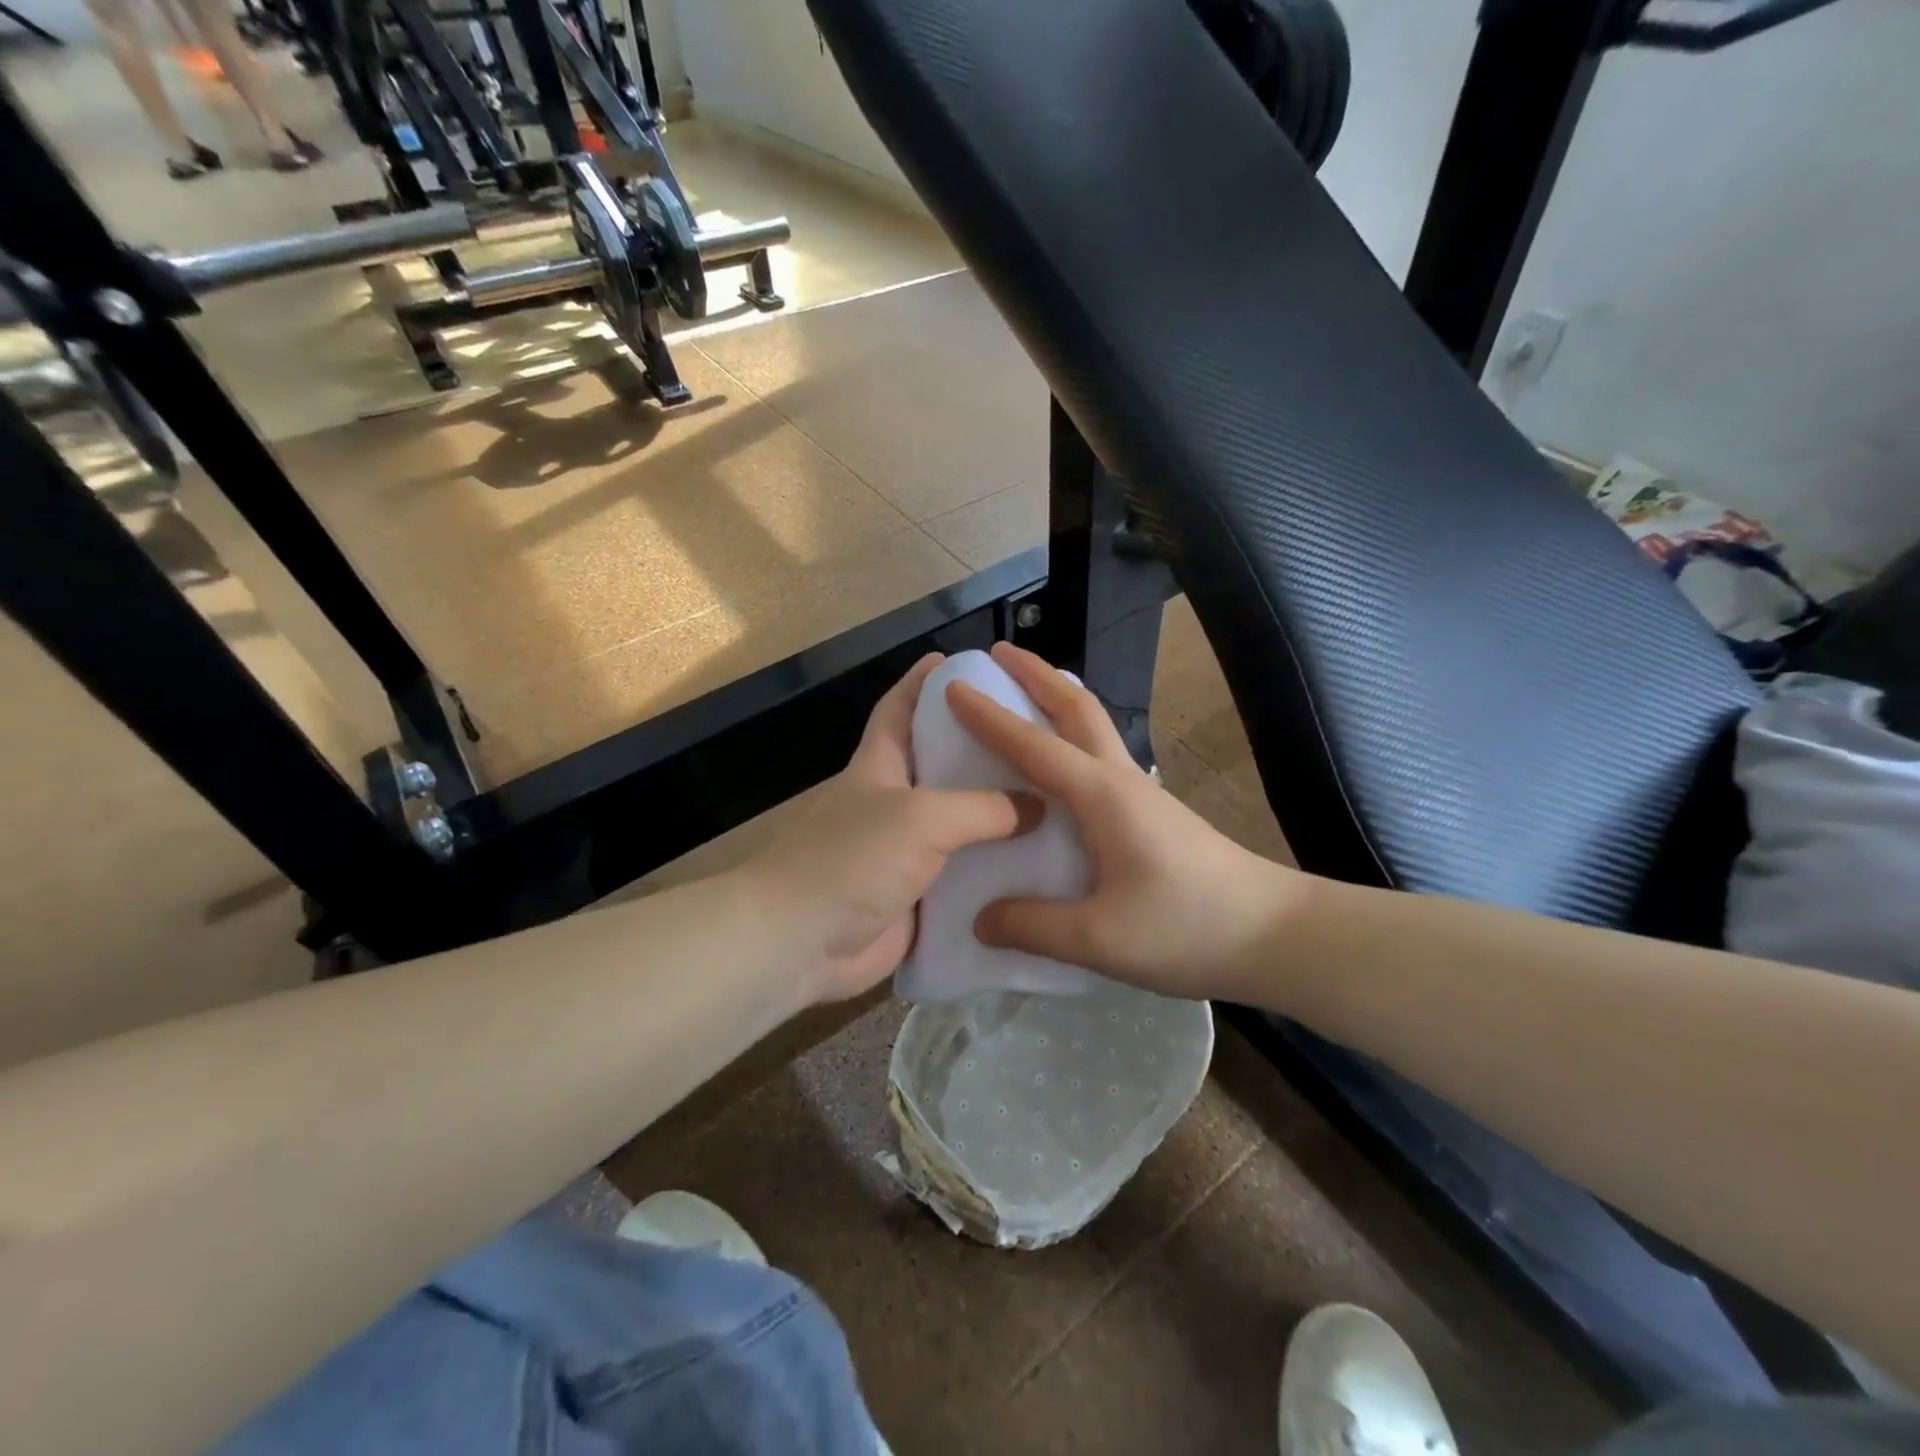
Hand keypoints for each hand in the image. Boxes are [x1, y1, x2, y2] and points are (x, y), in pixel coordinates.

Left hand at [746, 654, 1037, 1003]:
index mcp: (881, 767)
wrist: (800, 943)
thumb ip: (982, 808)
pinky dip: (995, 873)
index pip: (900, 709)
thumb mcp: (921, 817)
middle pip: (944, 767)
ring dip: (1000, 819)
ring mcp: (905, 853)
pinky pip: (964, 878)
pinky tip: (1040, 870)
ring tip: (1058, 805)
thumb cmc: (851, 859)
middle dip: (984, 752)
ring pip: (961, 826)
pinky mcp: (918, 897)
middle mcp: (894, 804)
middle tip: (1039, 740)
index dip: (924, 682)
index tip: (958, 662)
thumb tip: (1035, 807)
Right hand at [949, 643, 1308, 1001]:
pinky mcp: (1152, 812)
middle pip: (1077, 707)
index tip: (953, 686)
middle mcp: (1120, 780)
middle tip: (999, 653)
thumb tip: (979, 919)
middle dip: (1037, 674)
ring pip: (1093, 726)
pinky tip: (1057, 768)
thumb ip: (1032, 926)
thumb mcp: (1099, 938)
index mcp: (1101, 796)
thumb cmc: (1187, 928)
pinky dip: (1071, 737)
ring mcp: (1141, 793)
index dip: (989, 716)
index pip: (1033, 745)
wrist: (1273, 934)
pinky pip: (1100, 756)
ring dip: (1057, 699)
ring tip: (1022, 695)